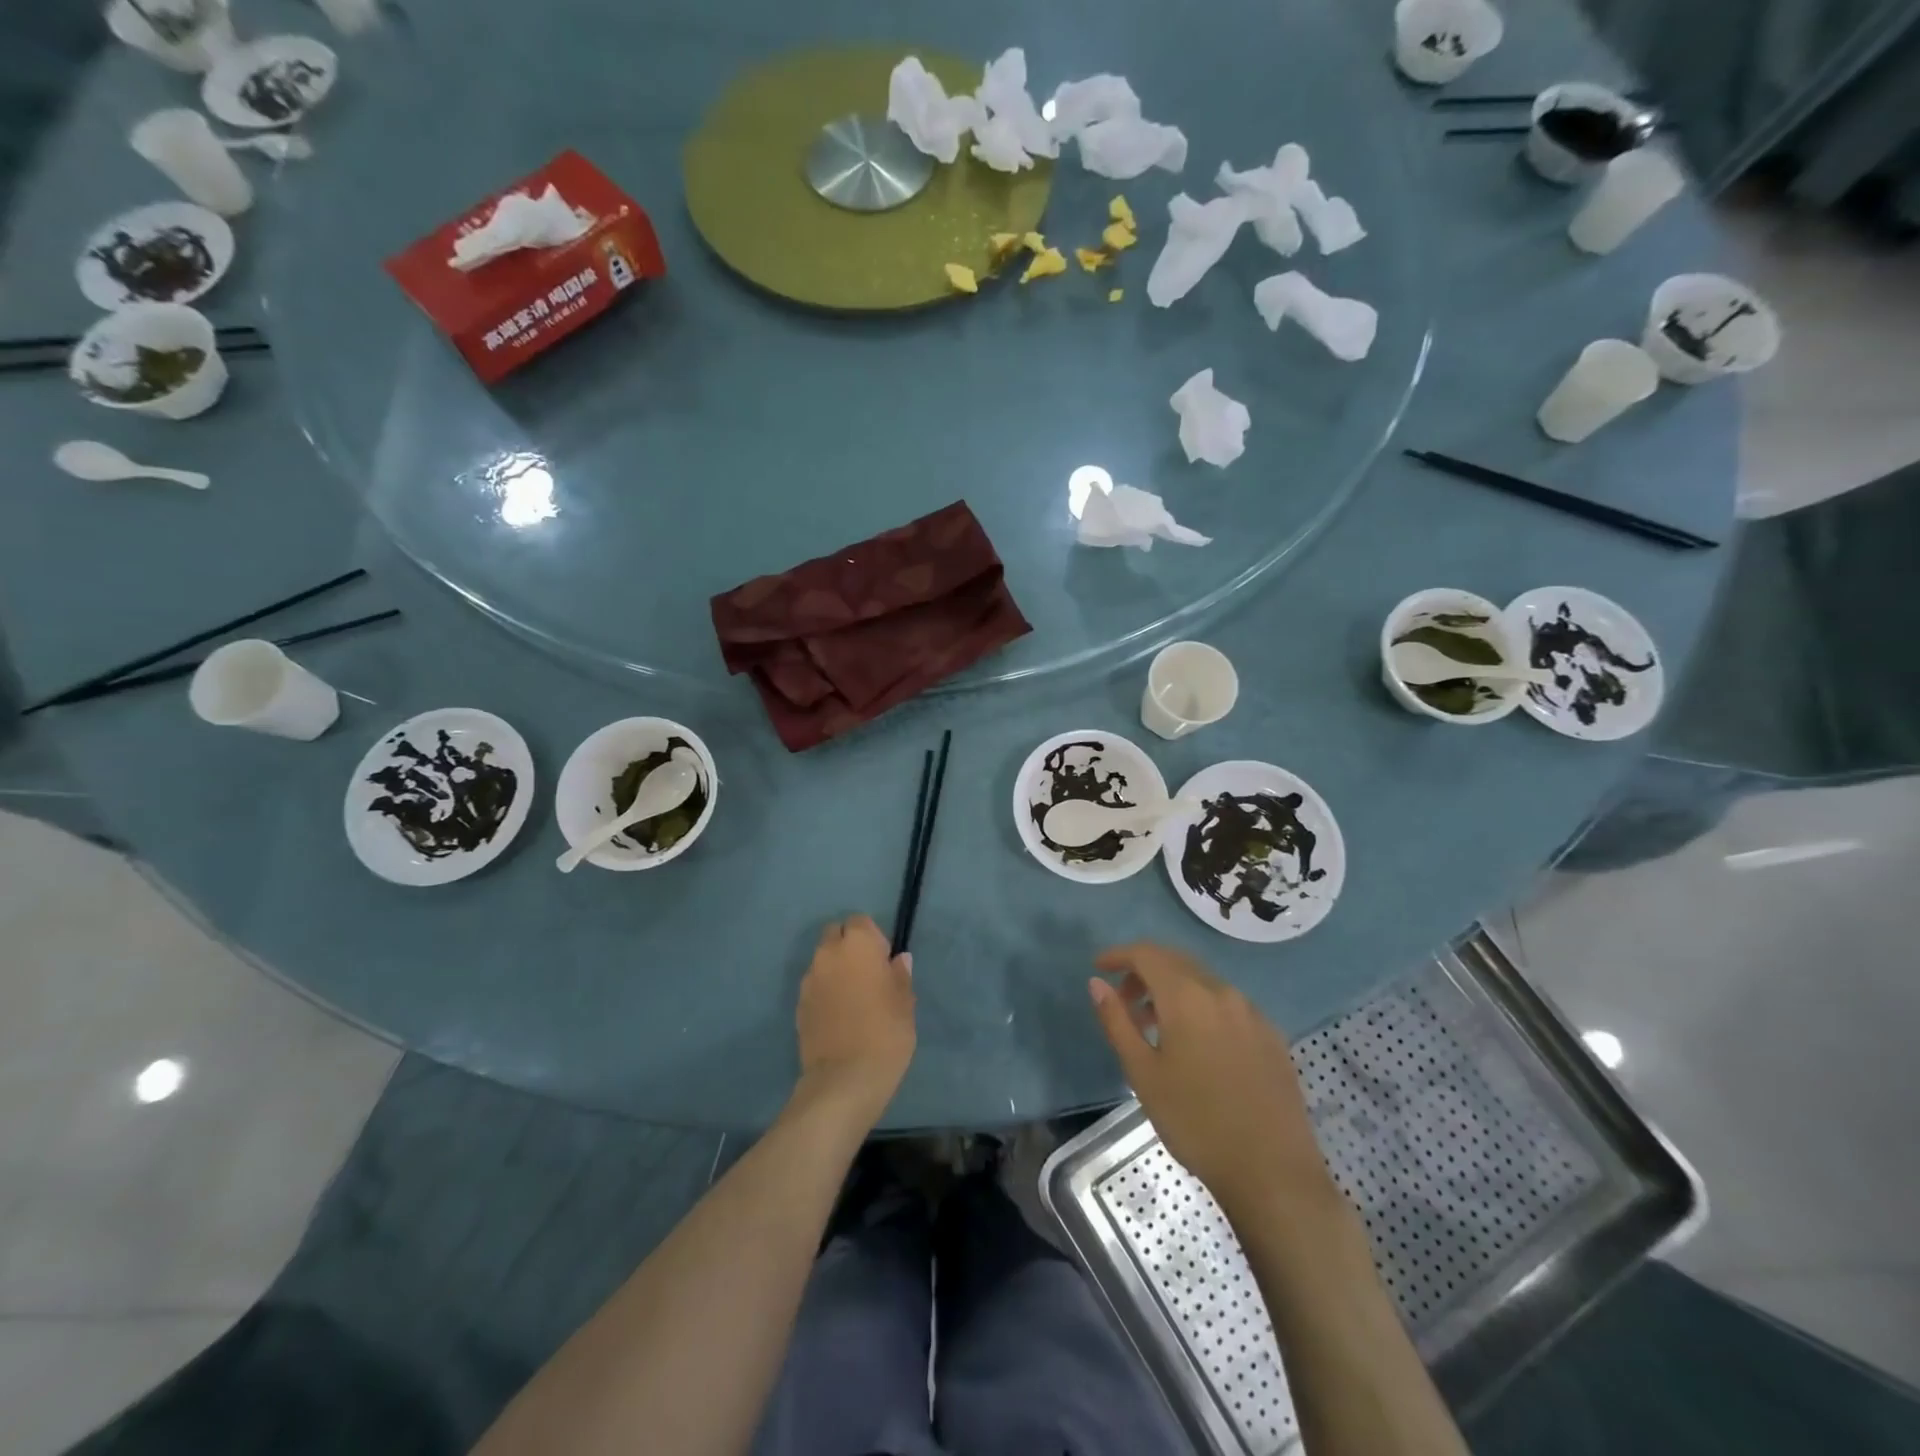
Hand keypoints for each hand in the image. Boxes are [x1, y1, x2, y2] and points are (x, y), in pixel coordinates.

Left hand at [793, 914, 915, 1127]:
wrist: (845, 1080)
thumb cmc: (885, 1033)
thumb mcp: (905, 1002)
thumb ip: (900, 975)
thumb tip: (898, 959)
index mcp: (857, 945)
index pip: (861, 922)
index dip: (873, 938)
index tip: (884, 962)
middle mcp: (828, 954)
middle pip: (835, 935)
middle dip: (849, 947)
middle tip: (868, 975)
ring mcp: (809, 980)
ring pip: (823, 961)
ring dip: (836, 969)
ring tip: (853, 998)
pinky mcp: (799, 1005)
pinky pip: (815, 986)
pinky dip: (825, 991)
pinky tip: (839, 1016)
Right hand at [1089, 944, 1334, 1215]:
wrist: (1273, 1172)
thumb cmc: (1196, 1122)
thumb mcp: (1142, 1074)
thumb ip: (1117, 1022)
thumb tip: (1097, 984)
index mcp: (1187, 997)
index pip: (1147, 954)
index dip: (1119, 955)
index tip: (1099, 968)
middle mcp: (1222, 992)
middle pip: (1176, 961)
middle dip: (1145, 971)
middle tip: (1123, 999)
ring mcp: (1252, 1012)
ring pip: (1203, 982)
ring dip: (1173, 990)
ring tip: (1156, 1027)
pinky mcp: (1271, 1036)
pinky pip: (1227, 1004)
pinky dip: (1201, 1007)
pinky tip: (1197, 1046)